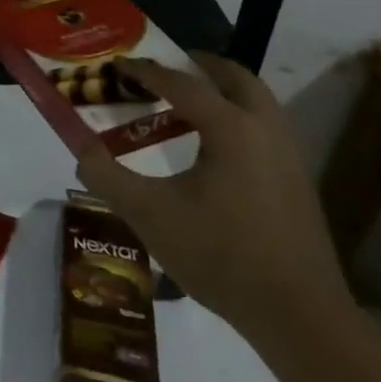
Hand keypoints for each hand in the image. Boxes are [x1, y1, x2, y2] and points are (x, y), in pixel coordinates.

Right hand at [68, 52, 355, 347]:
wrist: (299, 316)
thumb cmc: (220, 255)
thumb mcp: (148, 213)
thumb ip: (106, 174)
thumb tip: (81, 147)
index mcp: (231, 128)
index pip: (182, 83)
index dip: (145, 71)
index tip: (117, 65)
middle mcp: (266, 131)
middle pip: (236, 78)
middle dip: (199, 65)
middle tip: (165, 67)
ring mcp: (288, 158)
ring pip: (257, 103)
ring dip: (221, 92)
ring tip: (182, 104)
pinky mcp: (297, 184)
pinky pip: (263, 130)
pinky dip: (235, 119)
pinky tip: (208, 149)